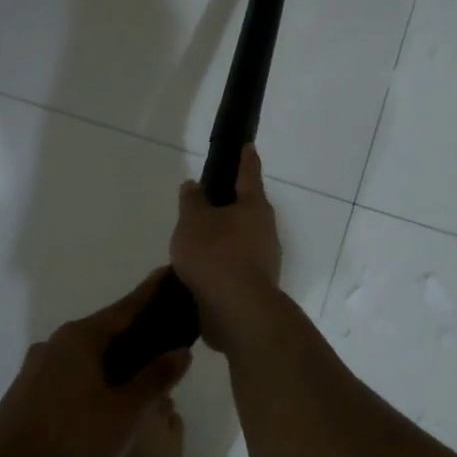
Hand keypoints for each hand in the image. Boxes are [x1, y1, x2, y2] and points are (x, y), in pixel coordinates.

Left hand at [0, 273, 192, 456]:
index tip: (170, 275)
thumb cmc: (71, 440)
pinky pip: (71, 388)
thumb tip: (181, 350)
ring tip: (138, 411)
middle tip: (167, 356)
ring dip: (115, 384)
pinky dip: (93, 401)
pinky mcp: (27, 396)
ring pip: (90, 368)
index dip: (152, 293)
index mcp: (81, 338)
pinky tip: (103, 436)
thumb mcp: (126, 413)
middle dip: (137, 348)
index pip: (127, 307)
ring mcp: (37, 370)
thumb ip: (155, 379)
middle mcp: (57, 344)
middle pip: (108, 337)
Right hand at [169, 145, 282, 349]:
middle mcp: (265, 230)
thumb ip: (192, 201)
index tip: (248, 146)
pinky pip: (235, 265)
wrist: (237, 310)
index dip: (245, 159)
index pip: (248, 174)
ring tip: (196, 241)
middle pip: (247, 210)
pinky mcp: (256, 285)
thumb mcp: (193, 221)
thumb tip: (194, 185)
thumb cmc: (215, 255)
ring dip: (223, 238)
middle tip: (206, 202)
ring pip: (241, 240)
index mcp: (254, 207)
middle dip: (229, 205)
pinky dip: (221, 263)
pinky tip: (202, 270)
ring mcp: (264, 260)